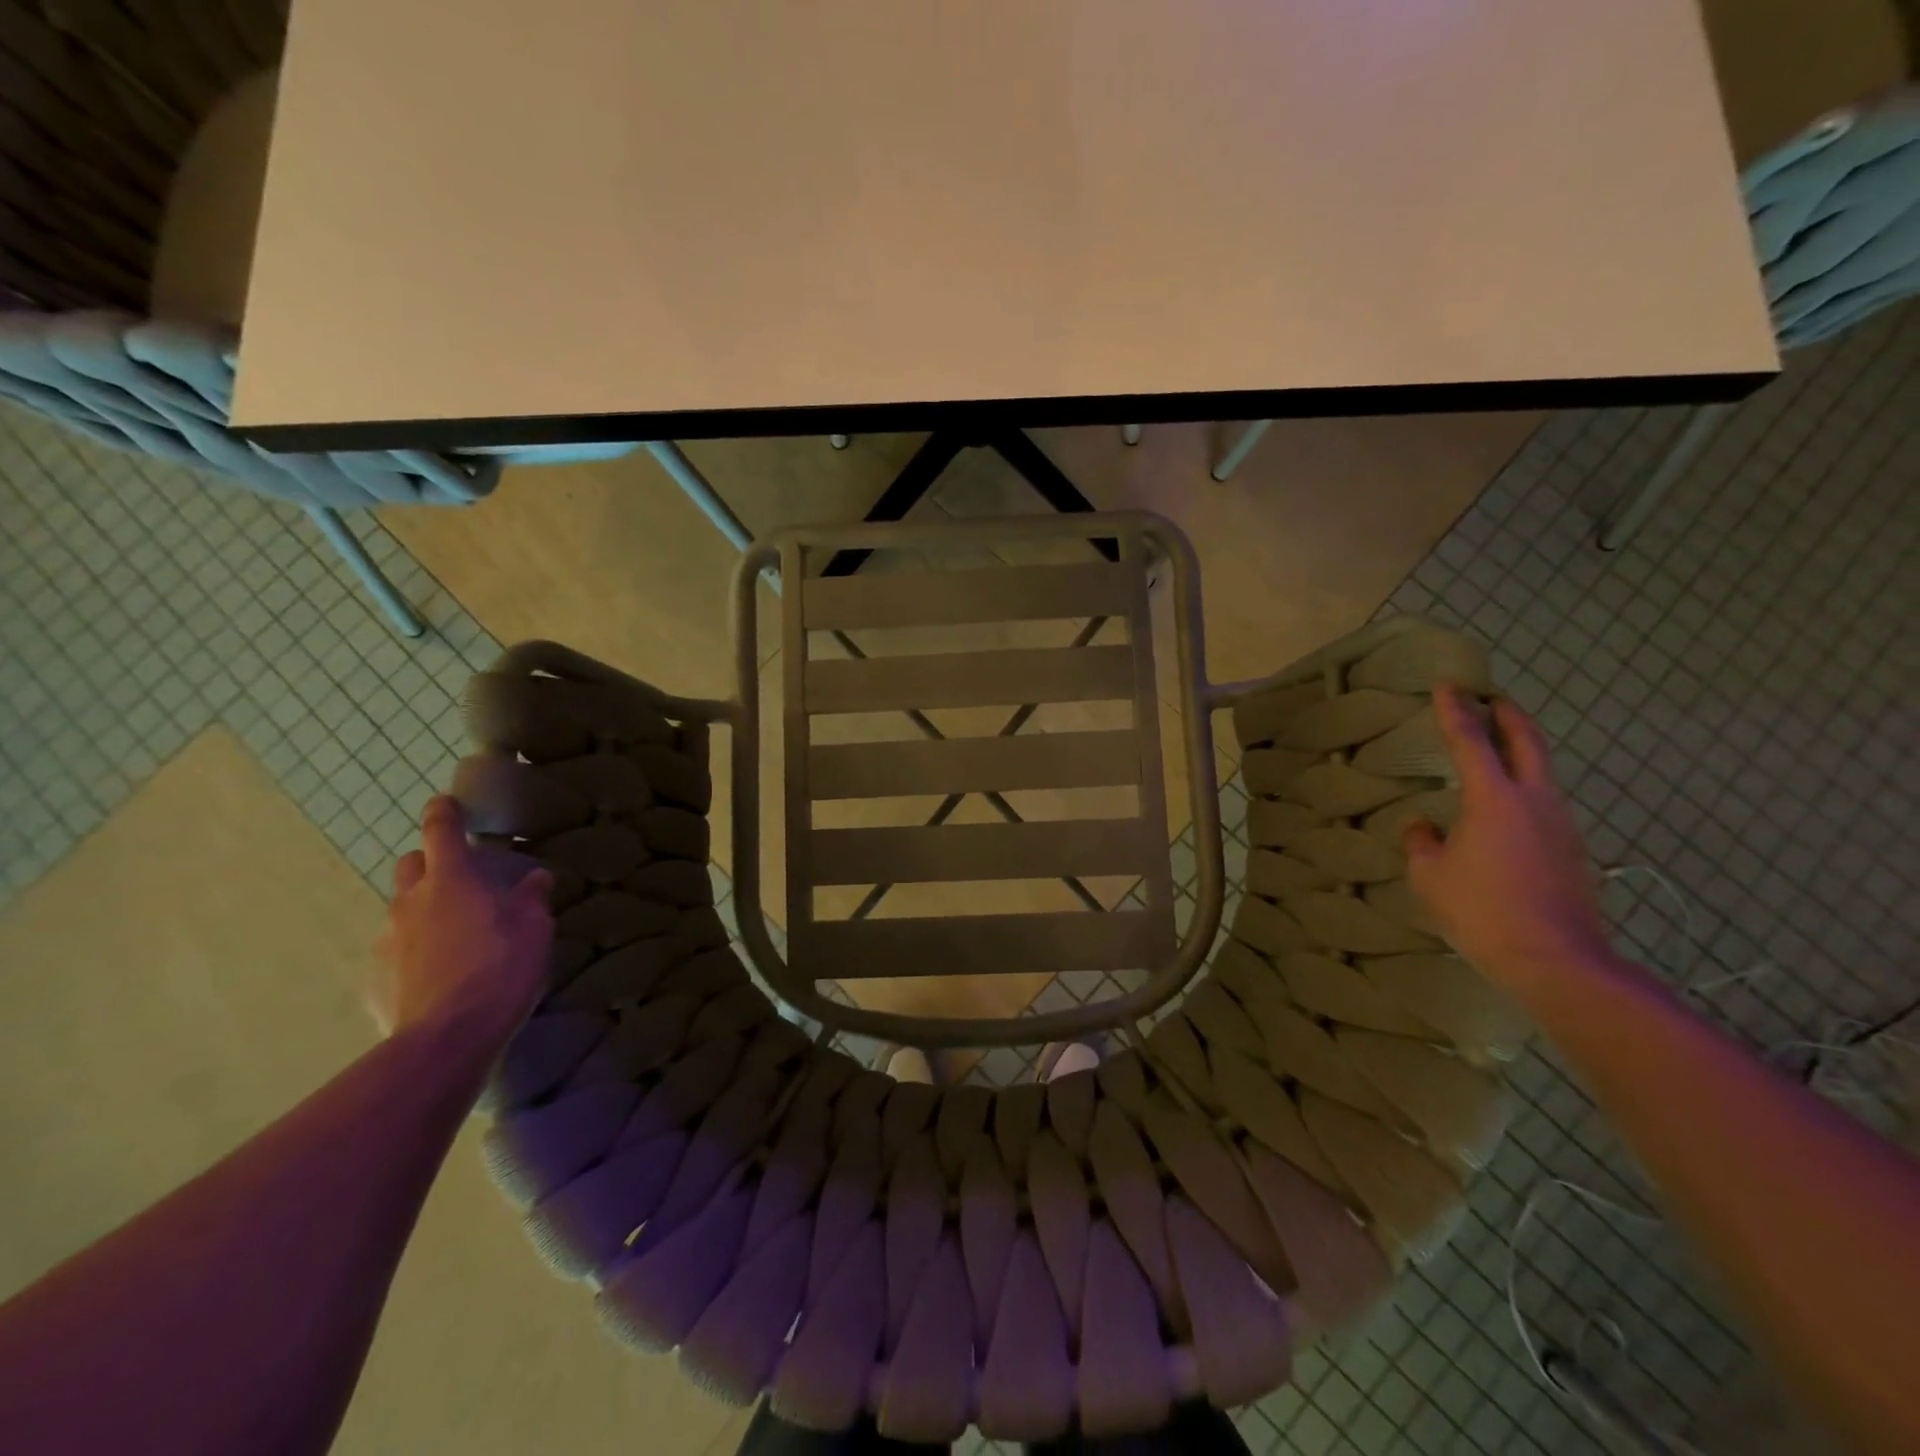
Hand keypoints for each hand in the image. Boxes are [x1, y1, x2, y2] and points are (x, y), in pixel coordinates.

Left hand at [373, 796, 553, 1044]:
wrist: (448, 1039)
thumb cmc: (501, 970)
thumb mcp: (534, 930)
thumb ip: (531, 899)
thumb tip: (535, 877)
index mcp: (452, 880)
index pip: (441, 830)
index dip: (444, 812)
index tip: (446, 802)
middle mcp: (410, 901)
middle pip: (410, 865)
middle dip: (430, 864)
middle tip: (460, 881)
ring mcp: (385, 940)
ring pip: (401, 910)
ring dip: (423, 912)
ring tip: (453, 938)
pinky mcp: (373, 978)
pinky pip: (393, 952)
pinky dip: (412, 953)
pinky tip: (436, 976)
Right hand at [1404, 685, 1612, 988]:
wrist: (1556, 961)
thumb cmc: (1481, 911)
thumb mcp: (1430, 876)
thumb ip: (1422, 842)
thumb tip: (1424, 826)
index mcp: (1494, 799)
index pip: (1472, 741)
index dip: (1456, 711)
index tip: (1447, 686)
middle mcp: (1535, 801)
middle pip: (1527, 742)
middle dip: (1508, 715)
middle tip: (1492, 698)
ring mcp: (1562, 825)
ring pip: (1543, 773)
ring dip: (1521, 753)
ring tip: (1497, 753)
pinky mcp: (1574, 851)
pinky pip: (1545, 807)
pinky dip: (1525, 792)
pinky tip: (1507, 813)